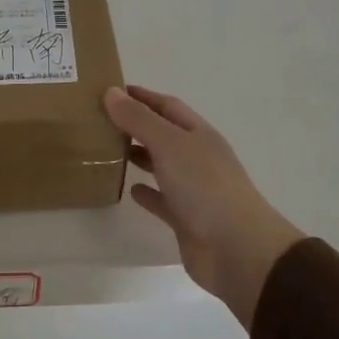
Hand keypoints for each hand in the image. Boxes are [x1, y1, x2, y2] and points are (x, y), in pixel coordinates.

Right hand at [104, 85, 302, 329]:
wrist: (236, 248)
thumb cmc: (205, 186)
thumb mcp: (169, 144)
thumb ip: (139, 119)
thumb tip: (111, 92)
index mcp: (198, 134)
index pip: (167, 106)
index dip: (142, 97)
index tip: (112, 90)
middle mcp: (197, 157)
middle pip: (164, 134)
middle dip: (137, 125)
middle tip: (102, 120)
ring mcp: (193, 189)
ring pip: (161, 166)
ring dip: (139, 157)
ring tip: (108, 150)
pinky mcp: (186, 219)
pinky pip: (162, 200)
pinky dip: (147, 193)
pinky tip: (129, 190)